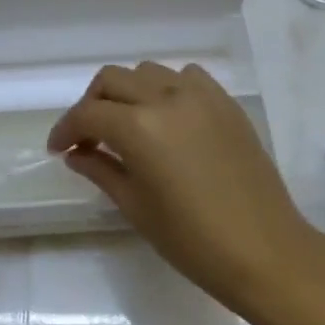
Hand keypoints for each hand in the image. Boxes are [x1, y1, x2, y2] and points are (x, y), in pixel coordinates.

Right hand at [47, 62, 317, 311]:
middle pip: (112, 80)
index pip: (88, 114)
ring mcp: (201, 96)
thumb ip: (100, 170)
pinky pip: (186, 77)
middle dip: (91, 104)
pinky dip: (167, 88)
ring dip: (128, 93)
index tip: (58, 148)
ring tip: (127, 125)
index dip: (66, 129)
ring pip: (148, 72)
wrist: (266, 252)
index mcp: (140, 127)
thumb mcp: (136, 207)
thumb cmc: (193, 240)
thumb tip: (75, 153)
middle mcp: (167, 98)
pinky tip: (167, 118)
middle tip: (88, 137)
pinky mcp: (226, 103)